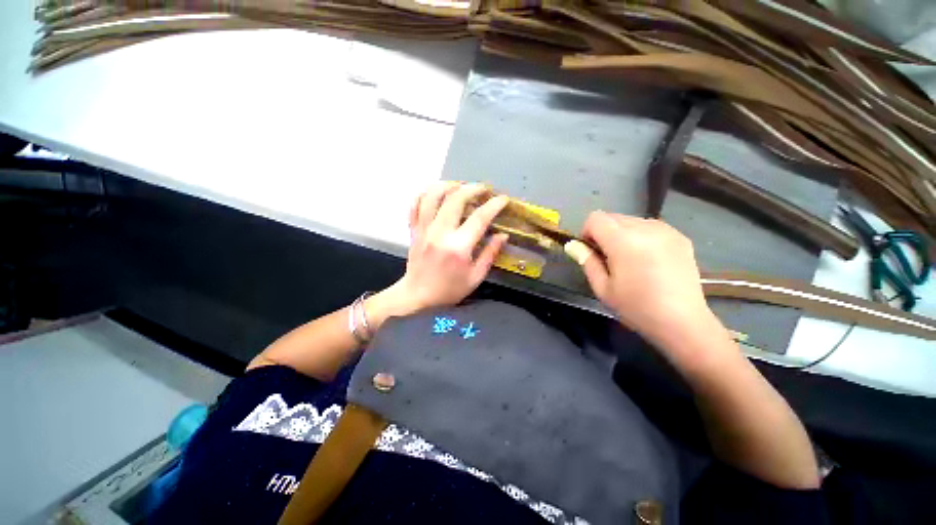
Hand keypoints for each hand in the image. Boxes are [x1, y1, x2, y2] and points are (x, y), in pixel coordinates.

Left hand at [370, 182, 509, 321]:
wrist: (417, 296)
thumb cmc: (449, 290)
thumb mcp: (475, 277)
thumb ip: (490, 254)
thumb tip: (502, 235)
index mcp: (458, 248)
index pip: (479, 218)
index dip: (494, 205)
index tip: (503, 199)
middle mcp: (440, 233)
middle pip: (455, 199)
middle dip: (473, 189)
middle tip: (483, 189)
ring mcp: (424, 229)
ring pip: (433, 196)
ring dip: (448, 185)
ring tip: (460, 186)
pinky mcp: (414, 230)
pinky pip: (416, 204)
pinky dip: (426, 194)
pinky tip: (437, 193)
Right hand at [572, 212, 715, 349]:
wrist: (683, 322)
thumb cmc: (636, 307)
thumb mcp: (602, 288)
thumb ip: (586, 261)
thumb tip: (572, 245)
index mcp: (624, 241)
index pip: (596, 218)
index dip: (587, 232)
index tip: (592, 252)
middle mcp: (646, 228)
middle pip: (613, 217)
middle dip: (604, 233)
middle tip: (609, 258)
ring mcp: (667, 230)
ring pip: (631, 220)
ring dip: (623, 233)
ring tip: (630, 259)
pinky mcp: (680, 237)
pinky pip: (650, 227)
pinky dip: (641, 236)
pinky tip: (648, 259)